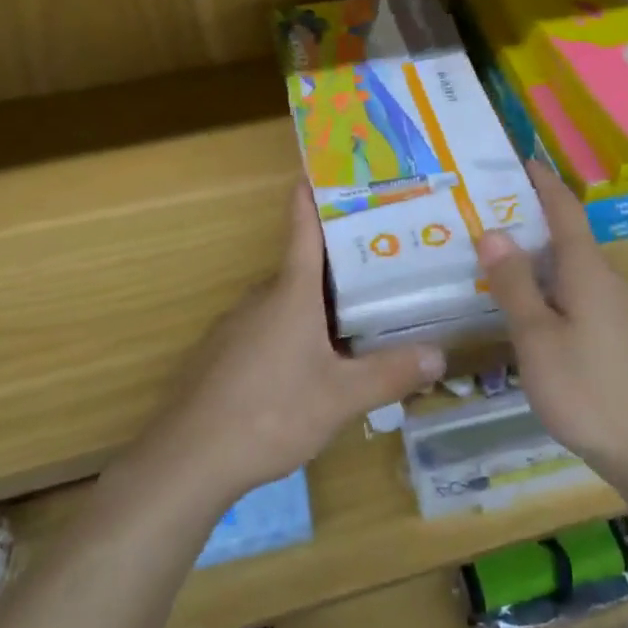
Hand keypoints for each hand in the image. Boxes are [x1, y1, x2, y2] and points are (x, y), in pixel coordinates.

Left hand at [158, 186, 445, 504]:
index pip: (303, 228)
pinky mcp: (222, 355)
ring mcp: (236, 326)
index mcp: (291, 293)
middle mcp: (261, 298)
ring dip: (317, 303)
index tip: (323, 168)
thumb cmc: (270, 412)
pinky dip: (293, 331)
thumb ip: (390, 374)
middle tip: (382, 261)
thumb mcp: (341, 397)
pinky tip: (311, 365)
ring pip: (286, 302)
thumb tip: (439, 356)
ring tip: (358, 315)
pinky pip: (268, 329)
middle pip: (303, 268)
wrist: (188, 459)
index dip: (312, 196)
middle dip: (339, 262)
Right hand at [476, 162, 627, 488]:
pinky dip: (551, 286)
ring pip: (572, 269)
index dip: (542, 182)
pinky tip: (530, 307)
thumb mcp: (537, 338)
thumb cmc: (588, 390)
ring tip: (499, 258)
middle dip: (531, 219)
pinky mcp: (619, 337)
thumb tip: (494, 232)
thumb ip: (516, 284)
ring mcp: (617, 310)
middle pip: (568, 237)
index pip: (564, 210)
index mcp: (587, 271)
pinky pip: (579, 294)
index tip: (519, 160)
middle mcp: (607, 281)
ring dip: (539, 257)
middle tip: (487, 214)